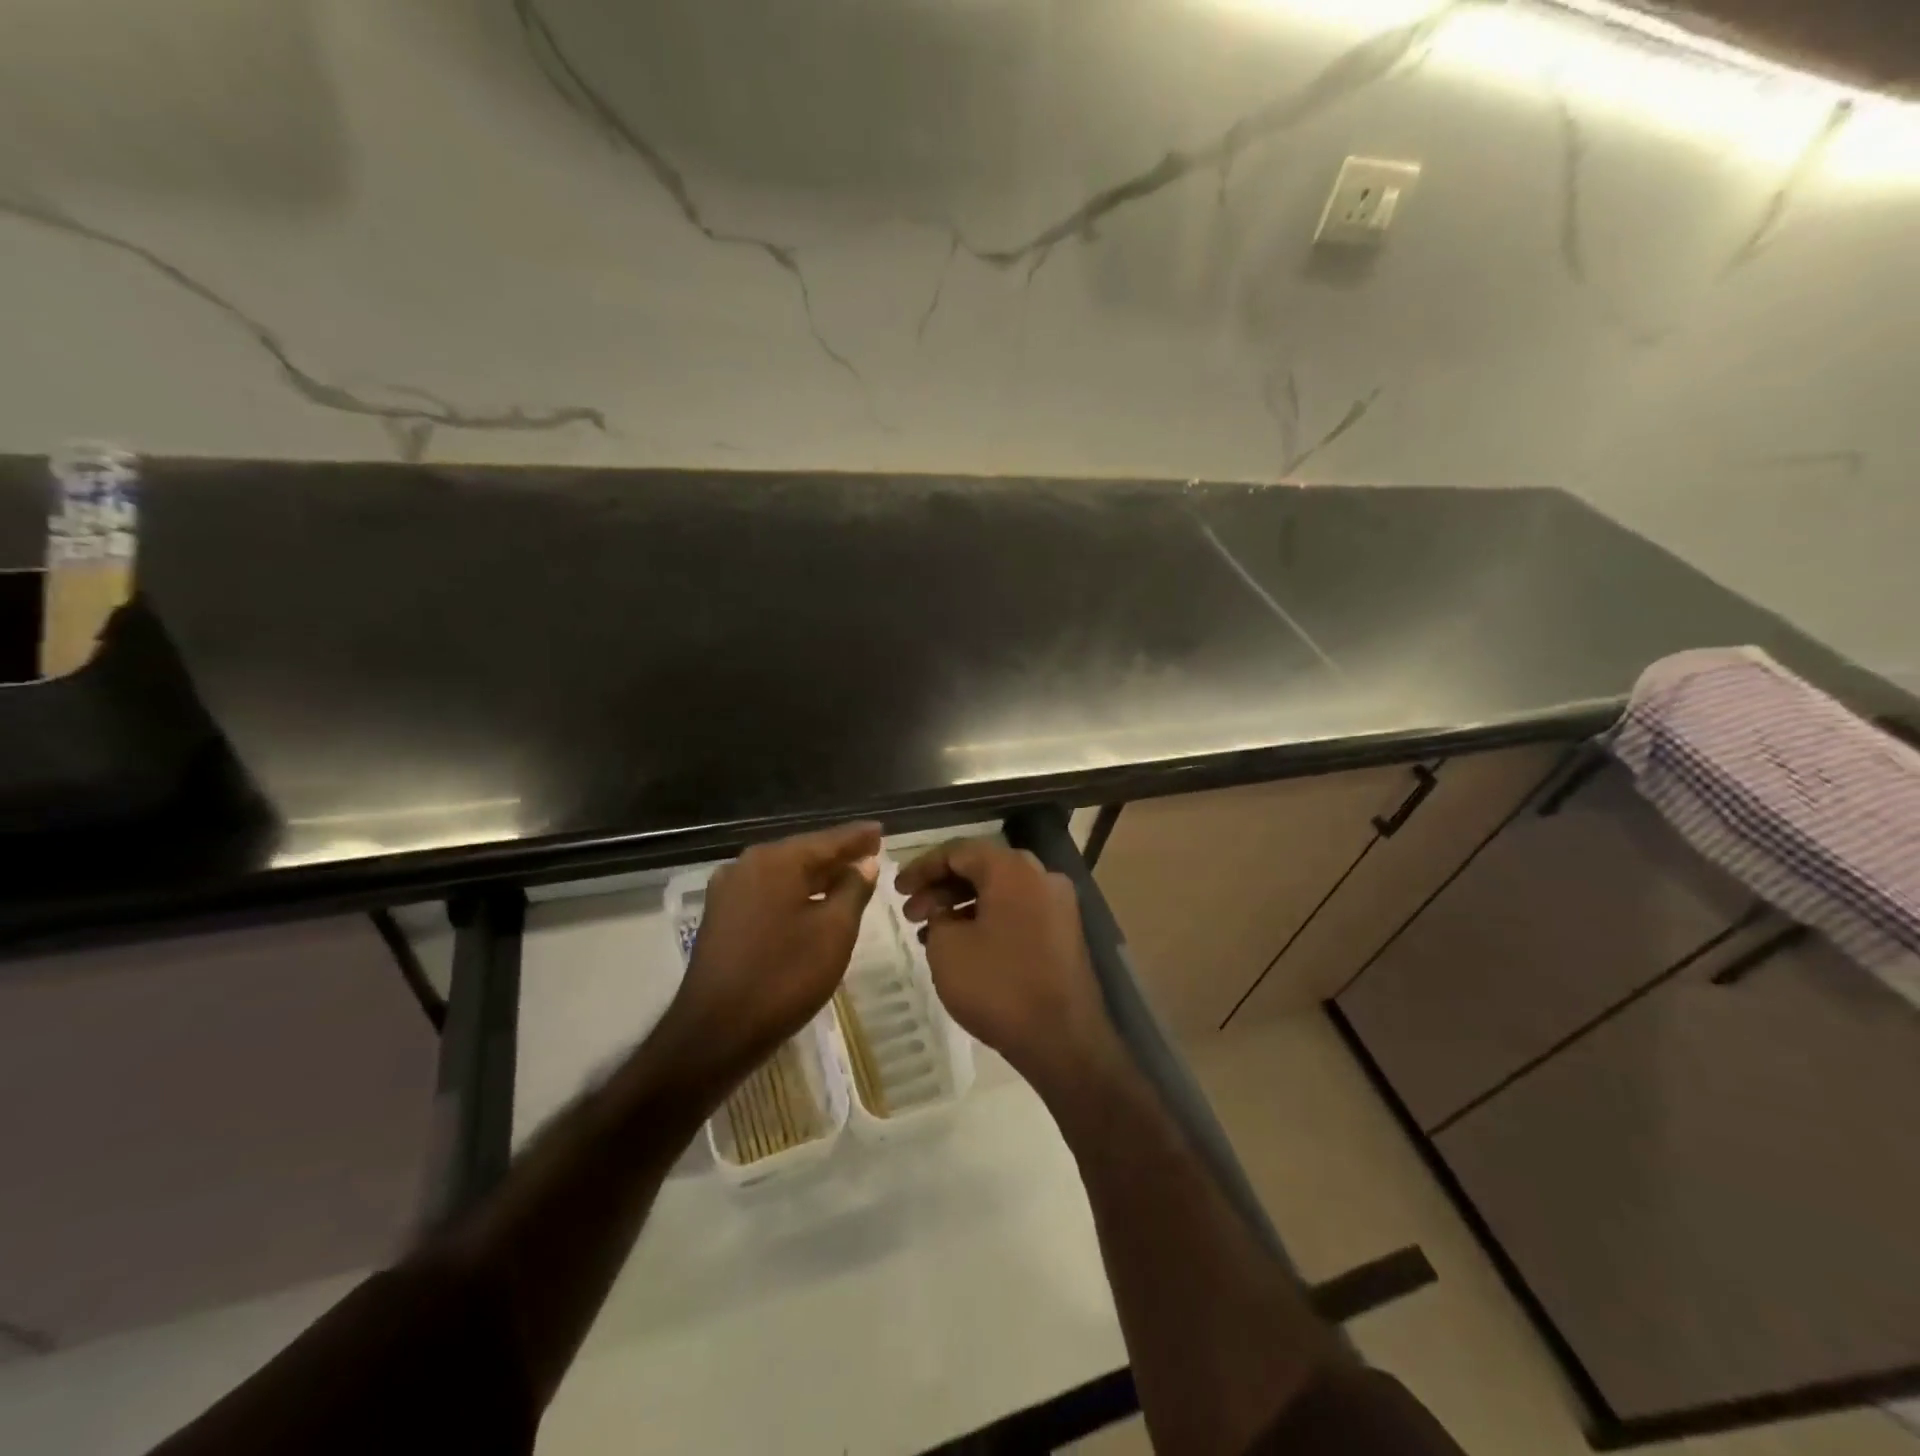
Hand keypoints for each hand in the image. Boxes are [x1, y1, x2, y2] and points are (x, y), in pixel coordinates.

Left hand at [658, 822, 881, 1084]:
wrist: (716, 1032)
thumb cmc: (784, 977)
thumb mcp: (834, 931)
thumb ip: (853, 890)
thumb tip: (864, 863)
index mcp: (775, 861)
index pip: (827, 840)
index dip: (858, 837)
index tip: (881, 830)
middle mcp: (747, 865)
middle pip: (803, 852)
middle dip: (838, 855)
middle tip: (871, 852)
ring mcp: (729, 891)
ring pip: (784, 874)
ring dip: (817, 875)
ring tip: (849, 876)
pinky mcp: (721, 917)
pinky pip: (768, 893)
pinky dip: (795, 893)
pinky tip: (813, 903)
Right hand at [896, 840, 1121, 1092]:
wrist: (1063, 1039)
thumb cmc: (998, 986)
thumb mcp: (947, 948)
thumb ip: (937, 916)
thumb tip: (944, 911)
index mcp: (1012, 869)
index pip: (958, 851)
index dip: (922, 867)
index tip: (897, 889)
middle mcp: (1041, 876)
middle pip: (982, 868)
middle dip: (941, 888)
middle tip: (911, 913)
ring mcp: (1058, 905)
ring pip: (1000, 891)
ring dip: (962, 906)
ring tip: (930, 934)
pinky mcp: (1064, 933)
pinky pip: (1018, 912)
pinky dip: (988, 920)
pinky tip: (962, 946)